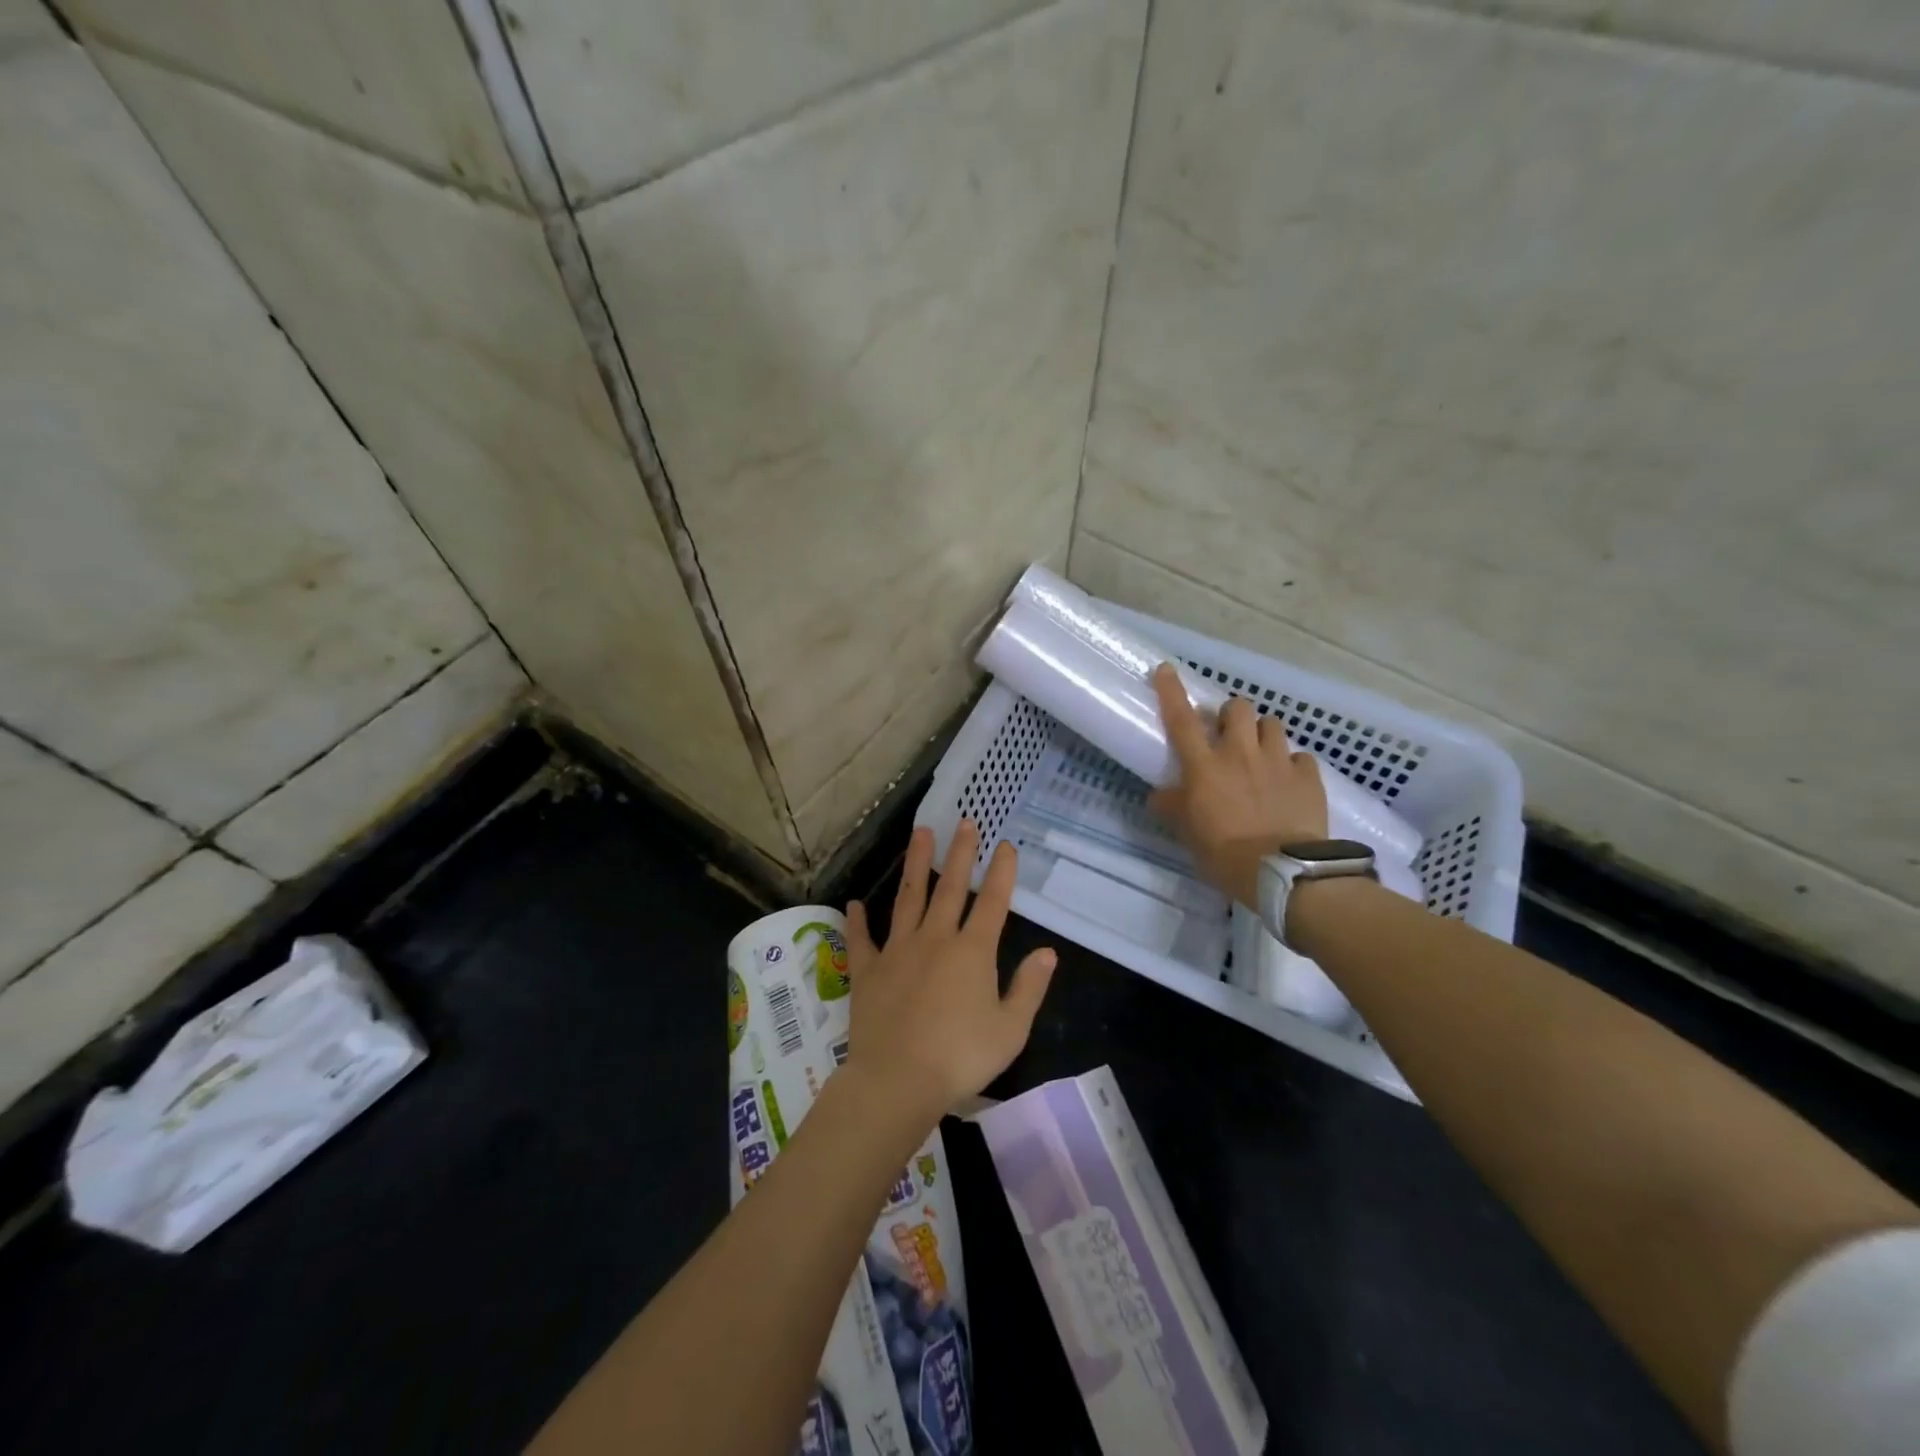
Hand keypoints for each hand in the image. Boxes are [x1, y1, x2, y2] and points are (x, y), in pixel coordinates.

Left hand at [843, 822, 1056, 1124]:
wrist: (898, 1080)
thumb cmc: (961, 1058)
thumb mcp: (1010, 1029)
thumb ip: (1029, 987)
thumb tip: (1048, 952)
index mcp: (972, 952)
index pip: (992, 902)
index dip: (1001, 872)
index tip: (1005, 844)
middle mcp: (935, 939)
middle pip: (950, 888)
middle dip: (961, 853)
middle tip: (965, 821)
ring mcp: (898, 951)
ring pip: (908, 898)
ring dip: (916, 864)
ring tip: (919, 834)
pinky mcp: (868, 970)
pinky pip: (862, 939)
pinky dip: (857, 921)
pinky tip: (854, 903)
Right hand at [1148, 662, 1328, 908]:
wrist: (1285, 872)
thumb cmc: (1226, 854)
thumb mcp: (1189, 834)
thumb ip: (1174, 807)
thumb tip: (1159, 795)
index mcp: (1205, 767)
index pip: (1182, 720)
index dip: (1172, 691)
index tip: (1166, 670)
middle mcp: (1240, 754)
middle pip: (1237, 708)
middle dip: (1230, 714)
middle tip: (1227, 733)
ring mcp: (1278, 762)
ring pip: (1271, 724)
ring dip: (1262, 733)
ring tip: (1261, 753)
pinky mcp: (1308, 776)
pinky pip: (1301, 756)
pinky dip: (1293, 763)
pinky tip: (1290, 780)